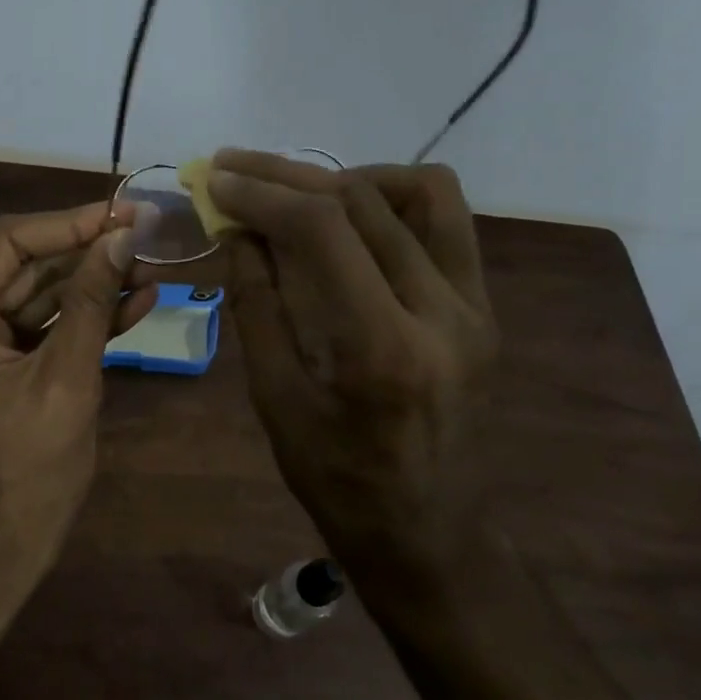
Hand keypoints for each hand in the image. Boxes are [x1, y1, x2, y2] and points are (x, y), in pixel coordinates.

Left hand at [0, 201, 158, 585]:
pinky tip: (131, 304)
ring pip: (32, 297)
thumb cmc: (25, 477)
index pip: (8, 241)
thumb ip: (93, 302)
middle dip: (86, 254)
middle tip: (146, 238)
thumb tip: (121, 236)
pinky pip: (32, 331)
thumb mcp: (67, 381)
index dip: (71, 223)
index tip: (126, 213)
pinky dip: (76, 321)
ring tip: (149, 270)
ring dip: (89, 286)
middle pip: (20, 266)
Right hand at [207, 150, 498, 575]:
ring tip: (298, 192)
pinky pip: (446, 223)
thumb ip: (257, 305)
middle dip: (288, 176)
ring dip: (350, 179)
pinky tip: (350, 219)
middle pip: (365, 200)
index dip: (262, 193)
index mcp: (383, 348)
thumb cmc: (337, 481)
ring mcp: (475, 306)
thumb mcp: (276, 400)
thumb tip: (239, 231)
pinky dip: (392, 201)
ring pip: (423, 192)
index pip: (324, 230)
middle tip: (235, 168)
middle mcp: (443, 312)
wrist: (429, 532)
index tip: (216, 179)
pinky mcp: (483, 307)